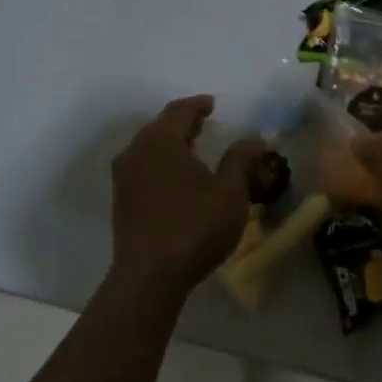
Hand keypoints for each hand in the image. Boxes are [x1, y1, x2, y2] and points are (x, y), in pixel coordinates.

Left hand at [110, 96, 264, 304]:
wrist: (149, 277)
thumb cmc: (195, 227)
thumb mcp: (230, 192)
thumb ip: (242, 159)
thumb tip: (259, 137)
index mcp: (161, 141)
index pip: (179, 110)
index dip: (198, 105)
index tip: (213, 104)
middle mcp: (136, 152)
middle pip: (160, 127)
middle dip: (183, 123)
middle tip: (204, 123)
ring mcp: (124, 178)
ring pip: (149, 148)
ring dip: (171, 144)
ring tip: (193, 148)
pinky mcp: (122, 201)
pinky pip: (143, 168)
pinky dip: (162, 163)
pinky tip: (177, 177)